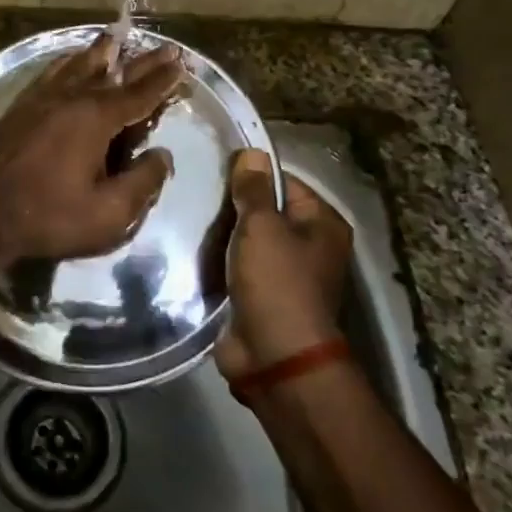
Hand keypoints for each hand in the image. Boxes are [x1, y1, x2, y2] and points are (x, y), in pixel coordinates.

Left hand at [0, 36, 183, 266]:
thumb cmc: (48, 216)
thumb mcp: (107, 214)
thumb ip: (142, 183)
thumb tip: (163, 156)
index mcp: (95, 119)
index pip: (138, 94)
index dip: (162, 80)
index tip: (181, 61)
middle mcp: (70, 98)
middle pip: (113, 73)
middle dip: (142, 62)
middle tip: (163, 47)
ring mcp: (40, 99)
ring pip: (77, 66)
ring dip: (101, 53)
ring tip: (114, 39)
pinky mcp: (19, 107)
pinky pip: (50, 73)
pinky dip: (66, 62)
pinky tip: (68, 60)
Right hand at [214, 148, 352, 380]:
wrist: (276, 358)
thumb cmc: (277, 283)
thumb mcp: (262, 227)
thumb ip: (253, 189)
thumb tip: (252, 152)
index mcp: (322, 224)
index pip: (285, 182)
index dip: (252, 175)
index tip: (216, 172)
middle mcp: (310, 247)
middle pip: (266, 212)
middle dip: (233, 207)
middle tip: (197, 197)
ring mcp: (287, 276)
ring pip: (249, 242)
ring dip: (224, 237)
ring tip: (189, 220)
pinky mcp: (263, 298)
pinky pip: (238, 269)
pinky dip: (220, 262)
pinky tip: (194, 251)